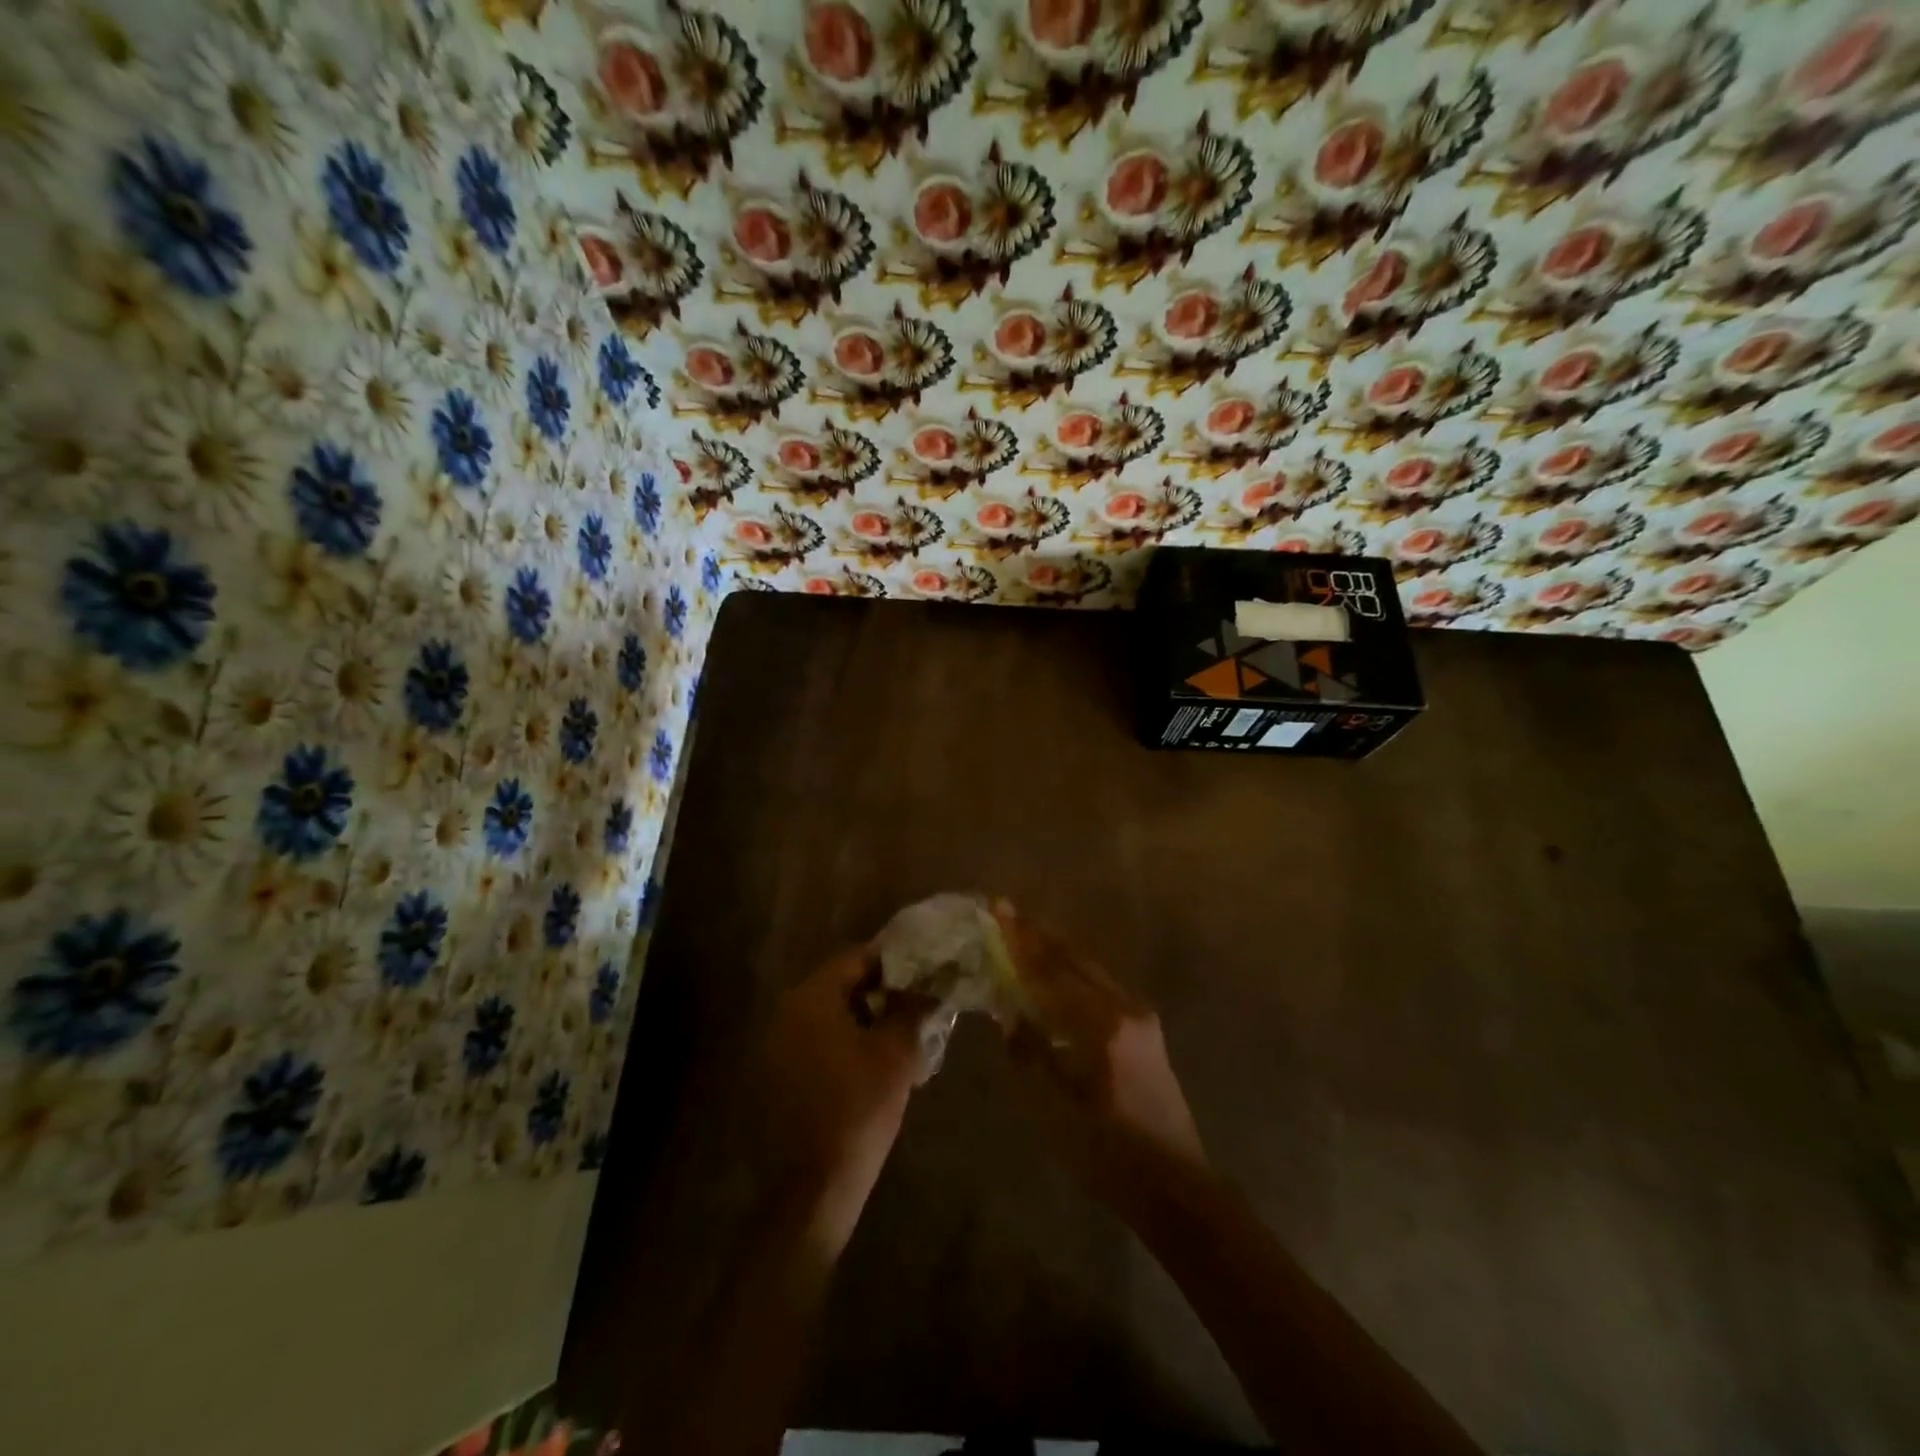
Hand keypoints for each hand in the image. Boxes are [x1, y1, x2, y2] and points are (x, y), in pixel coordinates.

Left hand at [760, 947, 932, 1237]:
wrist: (815, 1186)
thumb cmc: (859, 1108)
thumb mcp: (897, 1052)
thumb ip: (912, 1007)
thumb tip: (928, 983)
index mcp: (811, 997)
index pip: (857, 958)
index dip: (894, 961)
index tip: (925, 970)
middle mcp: (787, 1011)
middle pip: (842, 983)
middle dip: (882, 990)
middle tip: (918, 1002)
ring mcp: (778, 1043)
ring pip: (831, 1013)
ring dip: (866, 1016)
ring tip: (903, 1032)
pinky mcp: (778, 1073)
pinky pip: (818, 1040)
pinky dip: (847, 1040)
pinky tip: (875, 1061)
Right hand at [994, 902, 1205, 1204]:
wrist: (1176, 1187)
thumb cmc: (1110, 1154)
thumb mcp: (1056, 1111)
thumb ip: (1030, 1055)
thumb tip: (1011, 1014)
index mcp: (1102, 1025)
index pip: (1051, 972)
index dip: (1020, 941)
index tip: (998, 908)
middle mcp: (1125, 1008)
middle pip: (1074, 959)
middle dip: (1038, 935)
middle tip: (1007, 912)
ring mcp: (1140, 1017)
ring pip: (1090, 969)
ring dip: (1056, 950)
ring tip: (1026, 933)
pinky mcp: (1145, 1030)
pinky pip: (1101, 986)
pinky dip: (1073, 972)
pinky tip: (1056, 974)